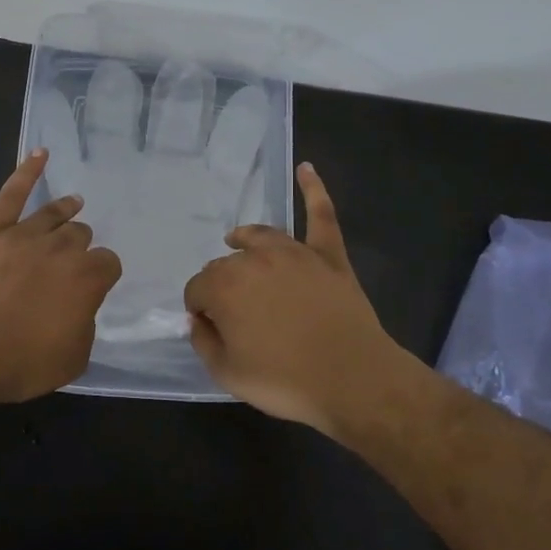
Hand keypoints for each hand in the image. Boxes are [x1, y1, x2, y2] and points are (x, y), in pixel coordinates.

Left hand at [0, 149, 122, 404]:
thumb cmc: (20, 362)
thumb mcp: (72, 359)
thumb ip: (84, 326)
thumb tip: (78, 309)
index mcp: (86, 278)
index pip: (108, 263)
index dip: (103, 274)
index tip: (96, 284)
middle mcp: (60, 249)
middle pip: (80, 235)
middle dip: (80, 245)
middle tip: (73, 259)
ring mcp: (22, 235)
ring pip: (53, 215)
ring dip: (66, 210)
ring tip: (74, 203)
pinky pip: (11, 195)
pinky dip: (27, 172)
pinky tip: (40, 154)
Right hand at [183, 163, 403, 434]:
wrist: (352, 380)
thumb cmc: (285, 381)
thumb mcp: (227, 374)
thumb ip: (203, 341)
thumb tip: (199, 319)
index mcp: (224, 286)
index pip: (197, 289)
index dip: (200, 310)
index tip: (211, 329)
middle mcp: (254, 259)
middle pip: (226, 264)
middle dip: (223, 284)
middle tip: (236, 315)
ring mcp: (294, 252)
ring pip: (260, 237)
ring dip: (245, 241)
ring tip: (237, 241)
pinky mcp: (328, 255)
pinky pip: (321, 215)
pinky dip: (313, 190)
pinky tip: (306, 168)